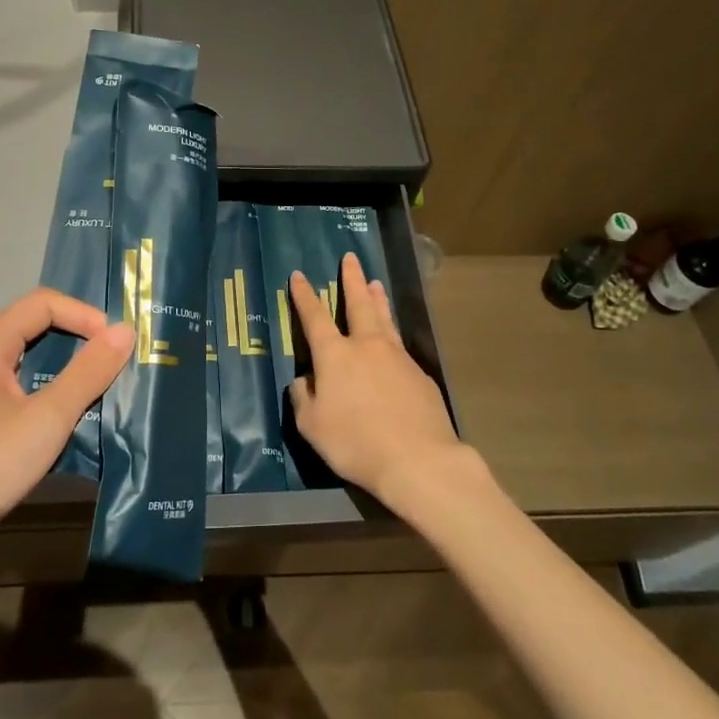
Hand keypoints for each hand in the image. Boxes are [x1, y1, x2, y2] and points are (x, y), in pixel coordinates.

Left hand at [0, 288, 133, 523]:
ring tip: (104, 394)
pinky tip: (72, 428)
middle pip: (35, 330)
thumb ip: (88, 372)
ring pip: (30, 367)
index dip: (83, 314)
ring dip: (68, 375)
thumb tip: (126, 330)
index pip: (42, 303)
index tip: (117, 344)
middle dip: (80, 342)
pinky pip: (21, 396)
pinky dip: (51, 401)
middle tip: (118, 365)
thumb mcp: (47, 418)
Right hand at [287, 253, 467, 508]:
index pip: (314, 317)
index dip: (304, 296)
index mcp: (335, 355)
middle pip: (358, 304)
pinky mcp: (419, 374)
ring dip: (377, 298)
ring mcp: (397, 357)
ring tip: (375, 282)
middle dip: (352, 280)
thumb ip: (303, 398)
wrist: (418, 460)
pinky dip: (392, 334)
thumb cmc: (356, 443)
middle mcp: (367, 346)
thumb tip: (304, 380)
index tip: (298, 276)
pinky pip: (400, 346)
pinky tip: (392, 342)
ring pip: (385, 318)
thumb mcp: (312, 426)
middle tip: (350, 258)